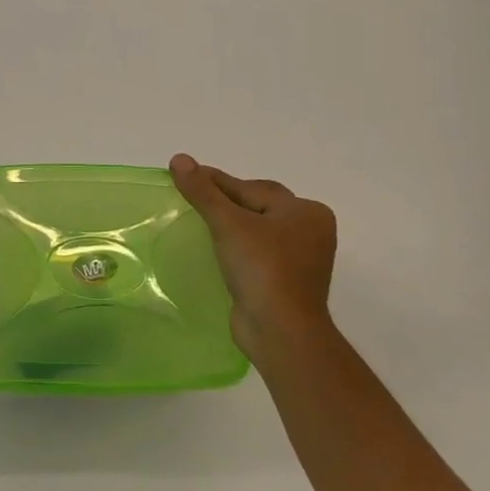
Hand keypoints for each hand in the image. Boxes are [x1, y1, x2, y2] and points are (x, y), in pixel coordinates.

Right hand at [169, 153, 336, 358]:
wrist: (281, 331)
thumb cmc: (262, 268)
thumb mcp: (228, 223)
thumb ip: (203, 191)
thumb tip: (179, 159)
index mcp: (306, 211)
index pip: (251, 188)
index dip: (215, 182)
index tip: (184, 175)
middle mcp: (310, 231)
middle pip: (257, 205)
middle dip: (225, 201)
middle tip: (190, 197)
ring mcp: (301, 259)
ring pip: (257, 230)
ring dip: (230, 225)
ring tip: (198, 221)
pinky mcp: (287, 281)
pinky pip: (257, 253)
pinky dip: (236, 247)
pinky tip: (214, 248)